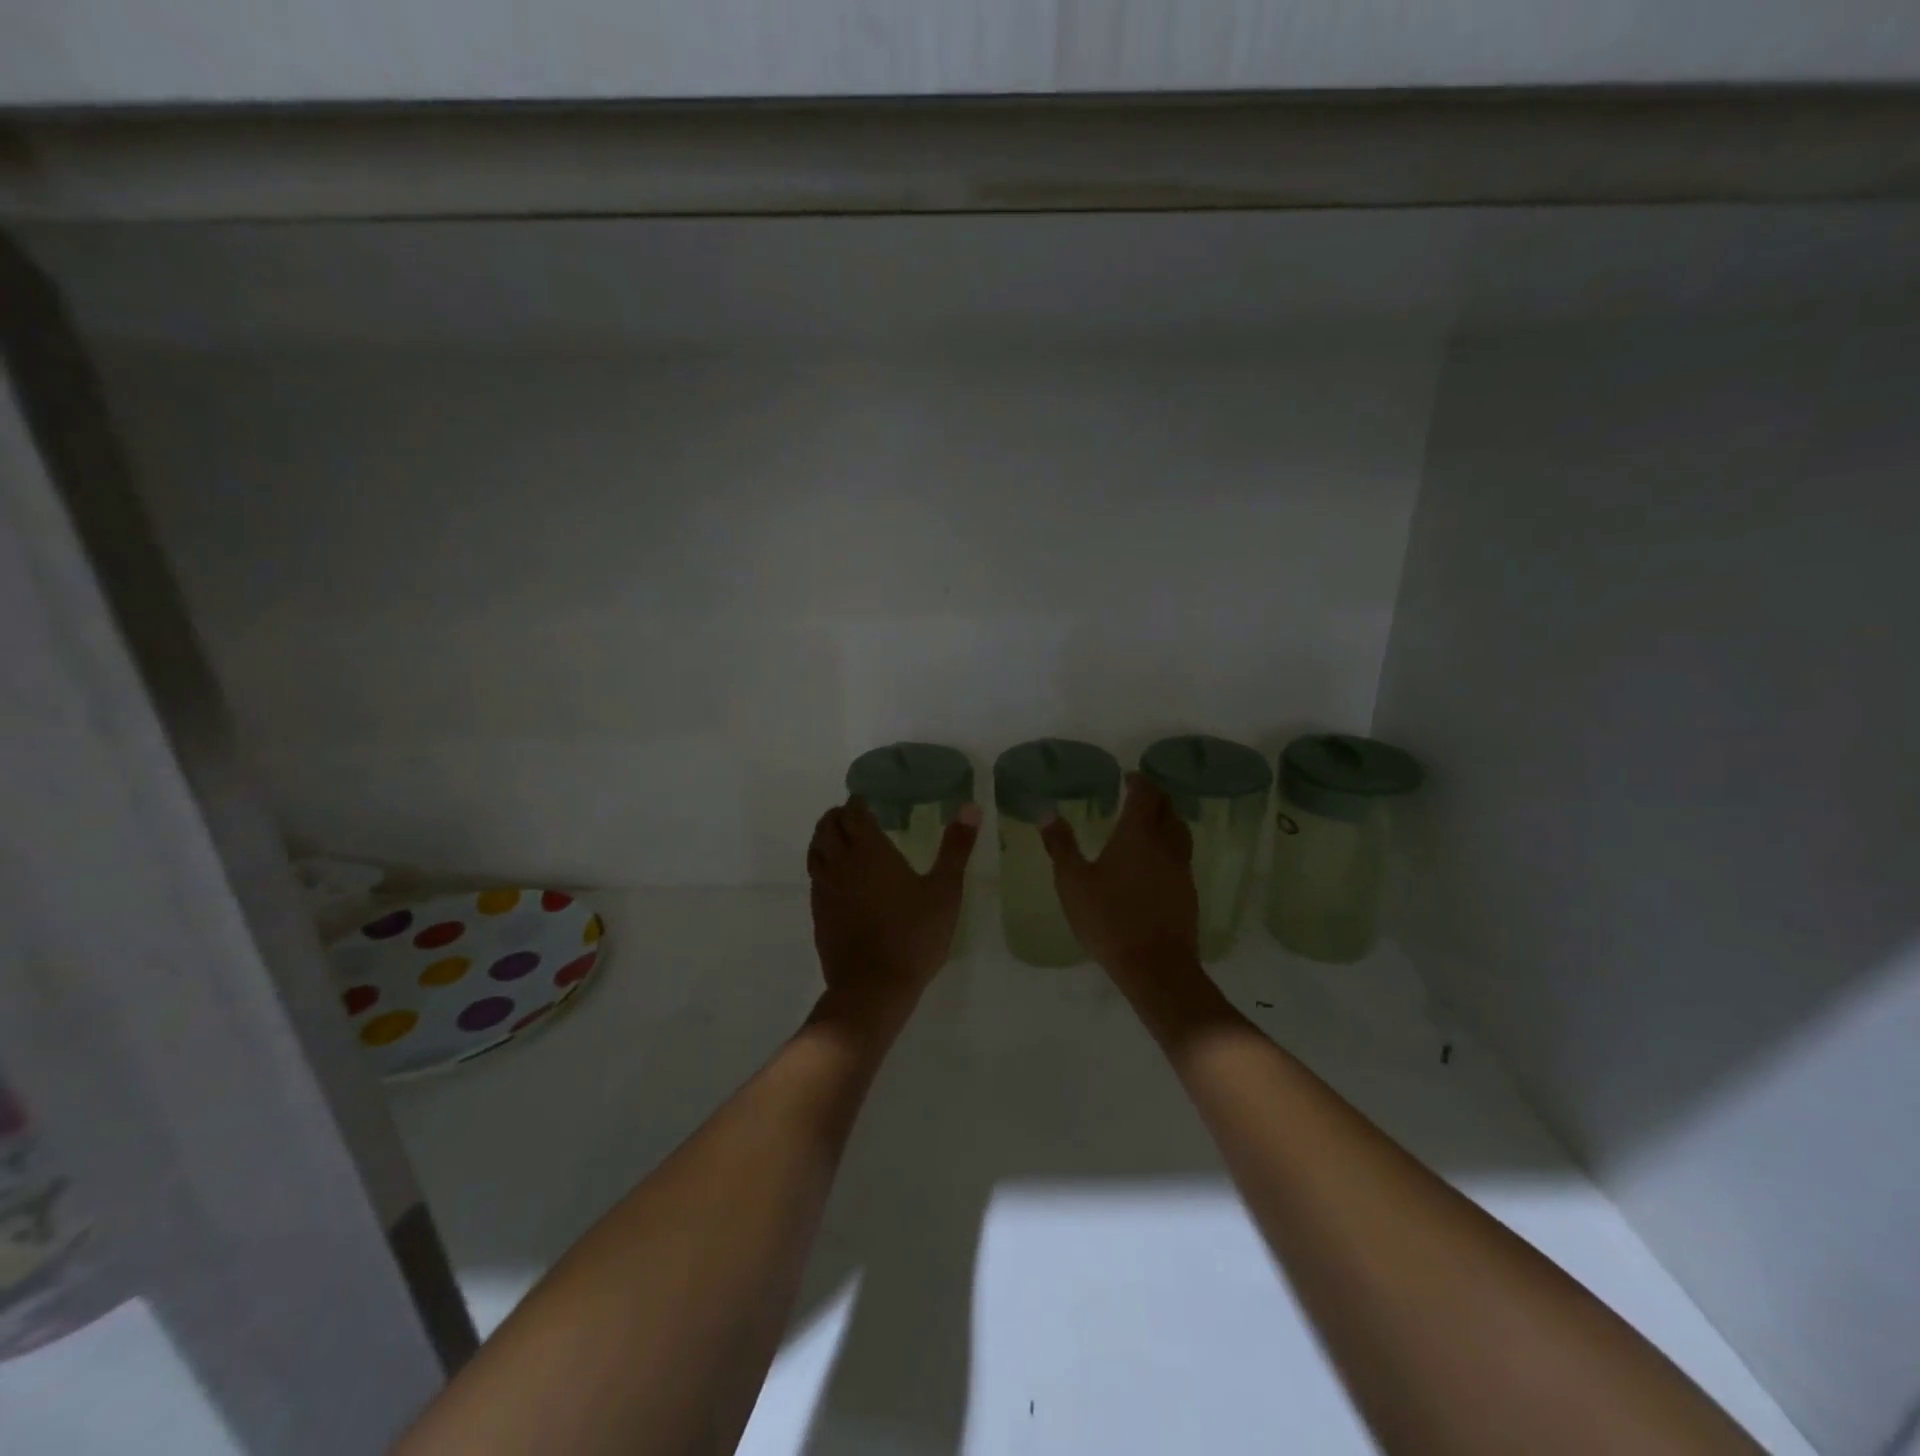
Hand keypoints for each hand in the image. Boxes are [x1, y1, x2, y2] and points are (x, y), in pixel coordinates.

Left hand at [807, 797, 980, 1025]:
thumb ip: (956, 847)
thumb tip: (970, 806)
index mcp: (869, 851)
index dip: (857, 803)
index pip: (853, 814)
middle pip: (827, 828)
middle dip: (837, 816)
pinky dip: (822, 865)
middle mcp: (841, 863)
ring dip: (824, 838)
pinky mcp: (818, 914)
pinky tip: (837, 878)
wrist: (873, 988)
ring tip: (840, 839)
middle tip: (853, 815)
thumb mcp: (945, 890)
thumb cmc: (914, 936)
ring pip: (815, 851)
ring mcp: (825, 889)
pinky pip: (815, 878)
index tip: (866, 800)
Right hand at [1040, 773, 1200, 992]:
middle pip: (1168, 809)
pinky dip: (1170, 848)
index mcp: (1137, 834)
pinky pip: (1181, 857)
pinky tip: (1156, 863)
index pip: (1145, 795)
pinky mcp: (1188, 892)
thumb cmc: (1109, 918)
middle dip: (1155, 797)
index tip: (1129, 777)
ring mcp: (1181, 869)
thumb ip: (1061, 846)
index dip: (1139, 782)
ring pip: (1180, 832)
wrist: (1155, 965)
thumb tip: (1048, 814)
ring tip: (1150, 824)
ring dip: (1167, 820)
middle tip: (1140, 795)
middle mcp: (1165, 844)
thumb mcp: (1073, 882)